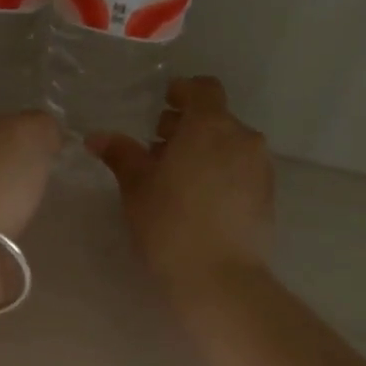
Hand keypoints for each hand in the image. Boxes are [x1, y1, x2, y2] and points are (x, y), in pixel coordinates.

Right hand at [88, 76, 273, 295]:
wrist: (219, 277)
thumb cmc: (169, 223)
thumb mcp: (136, 187)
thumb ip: (121, 154)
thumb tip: (97, 136)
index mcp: (210, 126)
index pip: (203, 89)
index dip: (183, 91)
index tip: (163, 105)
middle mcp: (242, 138)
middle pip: (216, 118)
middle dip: (188, 126)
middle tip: (159, 149)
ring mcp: (260, 167)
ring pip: (230, 145)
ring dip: (205, 150)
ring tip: (178, 178)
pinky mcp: (267, 195)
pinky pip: (241, 170)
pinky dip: (221, 172)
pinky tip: (200, 200)